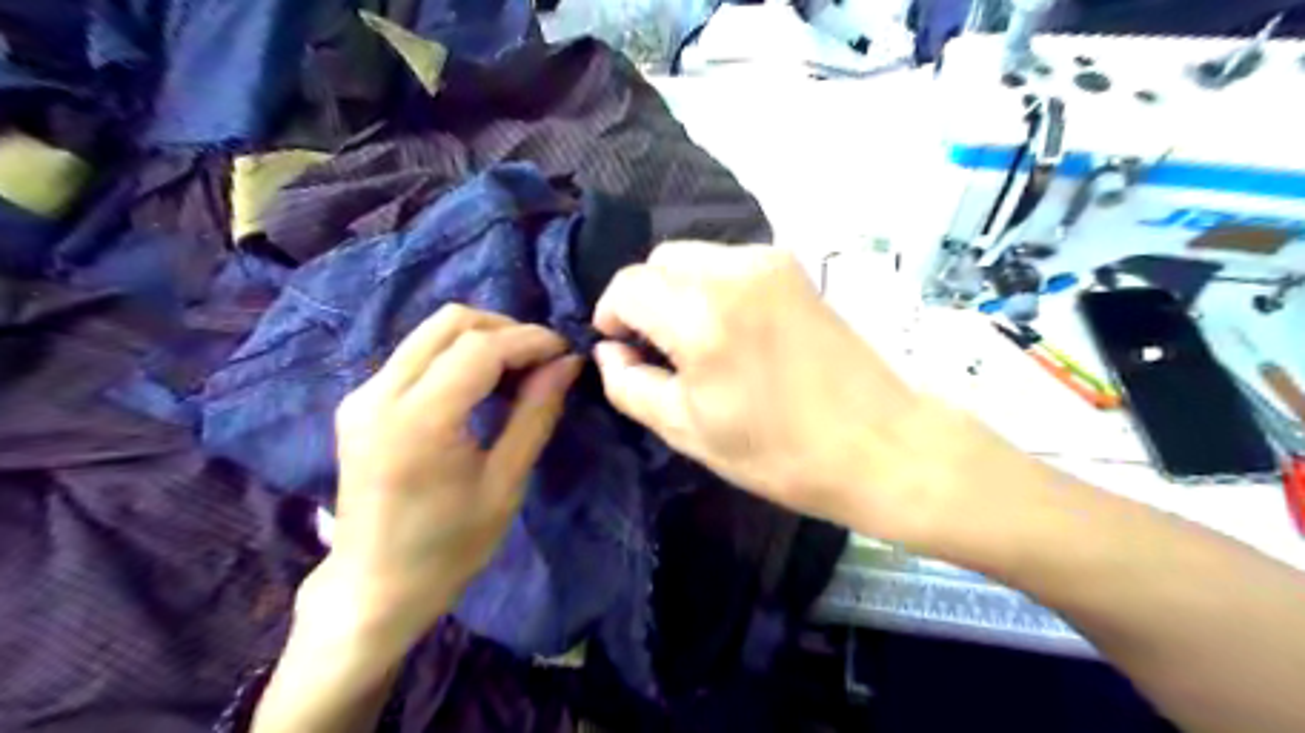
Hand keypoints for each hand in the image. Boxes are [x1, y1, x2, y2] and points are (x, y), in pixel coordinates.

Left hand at [307, 302, 579, 653]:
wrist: (373, 588)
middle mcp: (380, 393)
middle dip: (506, 330)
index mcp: (419, 420)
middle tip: (543, 361)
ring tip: (519, 371)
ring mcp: (363, 394)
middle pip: (450, 322)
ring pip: (431, 331)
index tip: (566, 352)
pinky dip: (458, 355)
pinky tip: (483, 384)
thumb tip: (567, 364)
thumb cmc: (448, 548)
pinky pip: (417, 354)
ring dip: (483, 338)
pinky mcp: (360, 401)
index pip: (480, 347)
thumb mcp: (505, 483)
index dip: (530, 340)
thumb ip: (535, 414)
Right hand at [594, 245, 1001, 547]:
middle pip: (660, 261)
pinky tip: (732, 330)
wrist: (880, 444)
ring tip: (697, 342)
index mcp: (702, 315)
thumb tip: (608, 352)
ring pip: (695, 257)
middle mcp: (734, 272)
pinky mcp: (795, 269)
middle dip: (645, 299)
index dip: (611, 314)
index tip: (620, 348)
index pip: (628, 286)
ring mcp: (770, 263)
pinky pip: (730, 264)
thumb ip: (631, 385)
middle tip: (658, 349)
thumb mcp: (688, 431)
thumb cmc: (779, 452)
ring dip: (678, 291)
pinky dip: (713, 288)